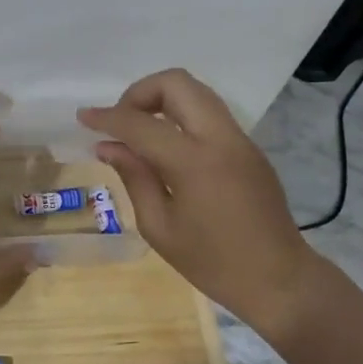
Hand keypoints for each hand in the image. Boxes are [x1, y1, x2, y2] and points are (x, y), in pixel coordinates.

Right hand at [79, 69, 327, 341]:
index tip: (83, 117)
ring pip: (197, 92)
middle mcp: (220, 138)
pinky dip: (181, 116)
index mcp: (195, 162)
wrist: (279, 280)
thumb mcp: (160, 227)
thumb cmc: (212, 263)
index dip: (107, 117)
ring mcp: (240, 140)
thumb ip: (134, 177)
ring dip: (162, 100)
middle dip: (140, 93)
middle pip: (177, 83)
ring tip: (140, 133)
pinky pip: (209, 114)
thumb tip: (108, 147)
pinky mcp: (249, 148)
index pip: (141, 124)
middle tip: (120, 122)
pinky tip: (167, 148)